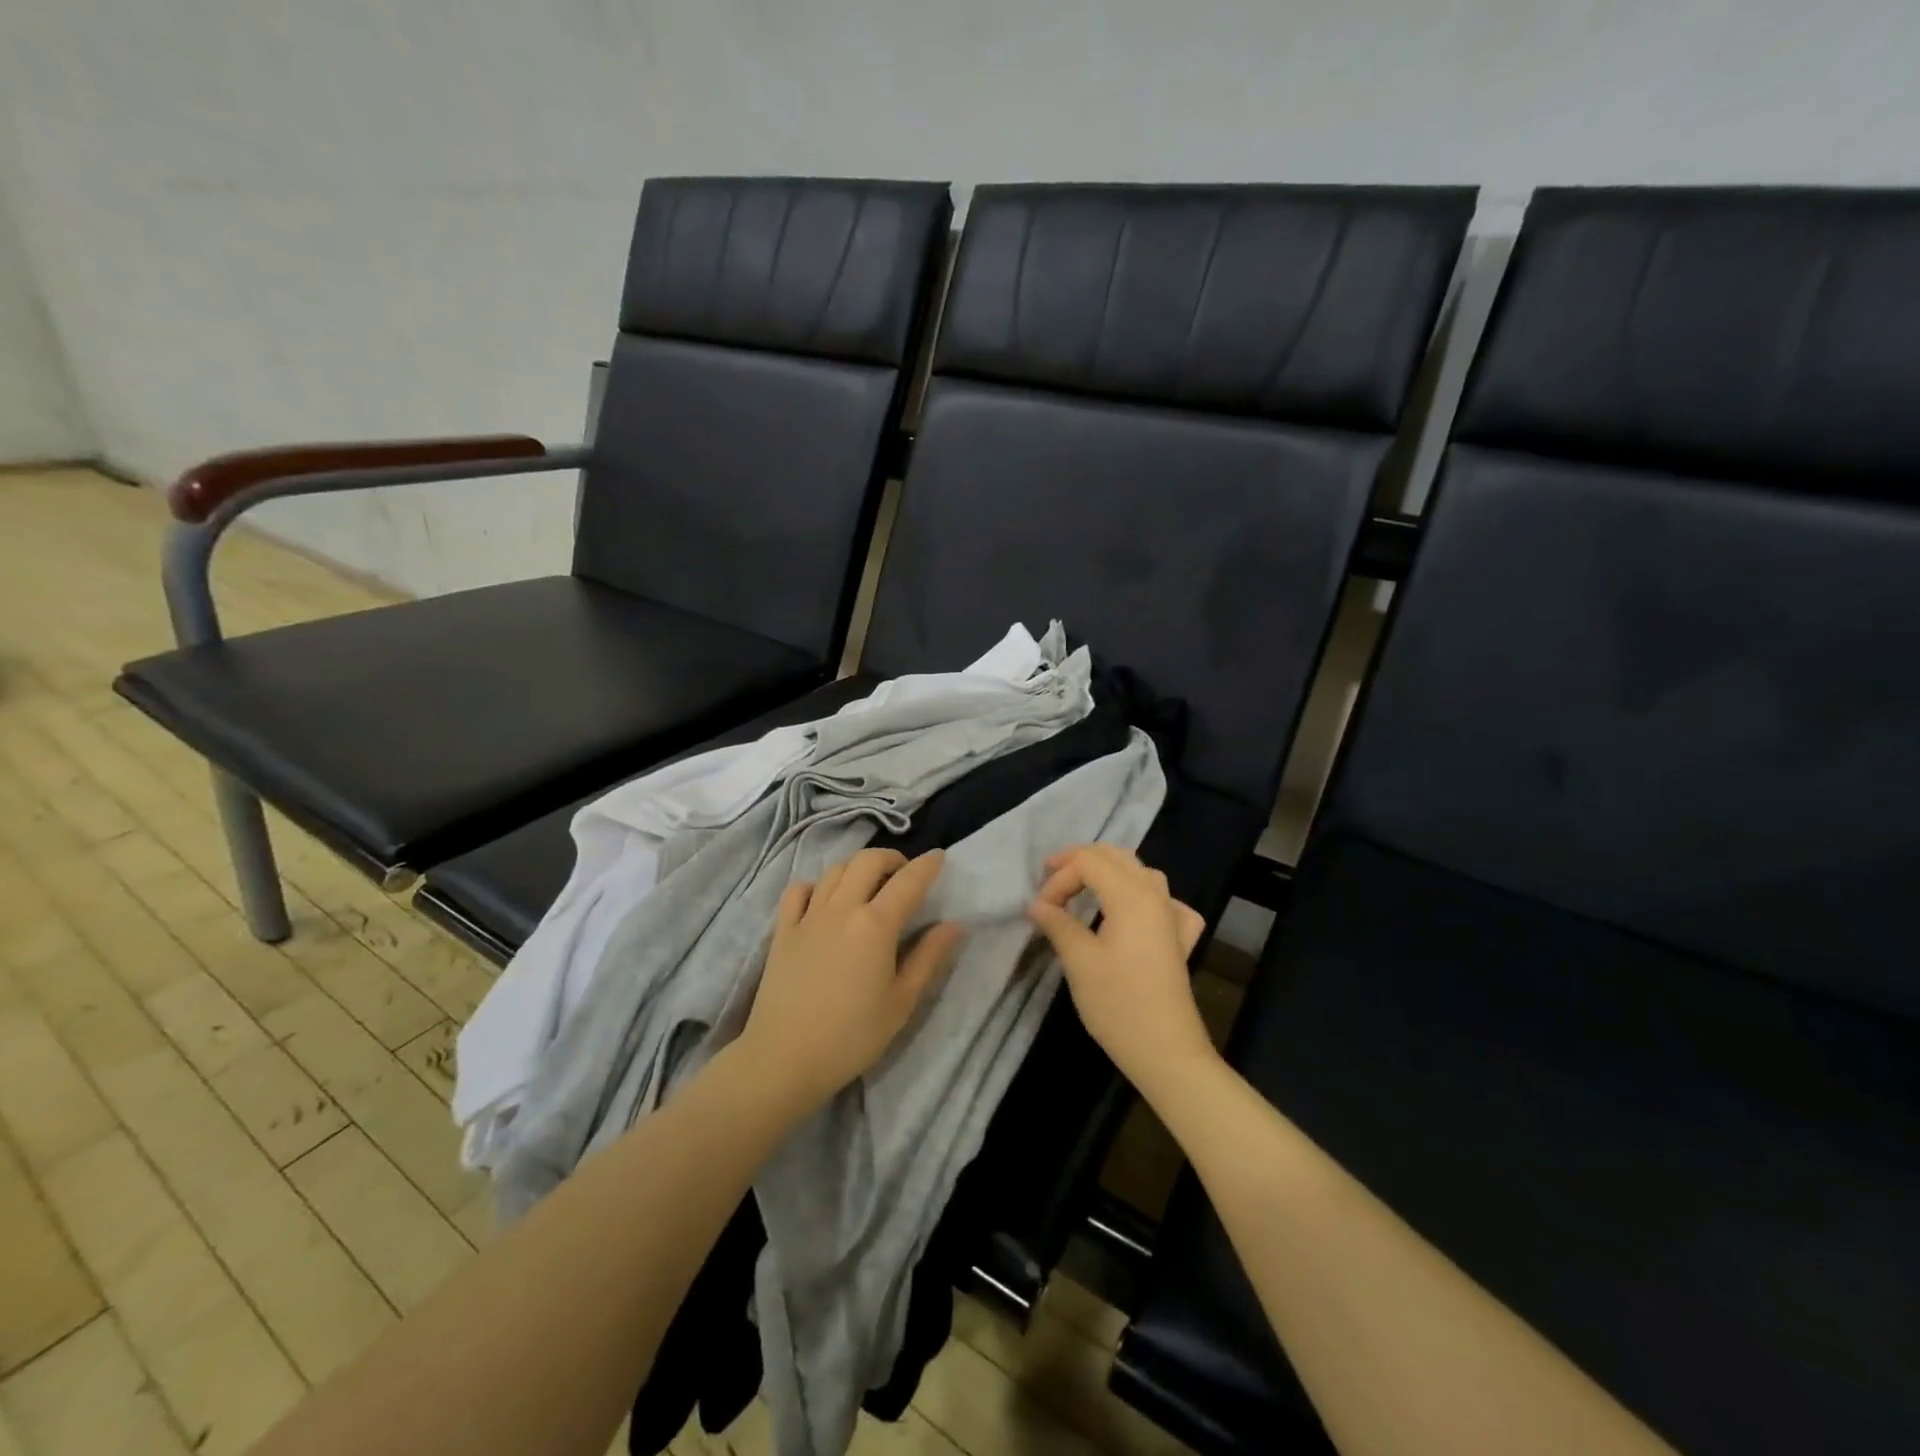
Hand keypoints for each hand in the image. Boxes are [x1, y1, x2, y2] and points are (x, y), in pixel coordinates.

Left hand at [741, 848, 964, 1110]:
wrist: (784, 1059)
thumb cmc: (852, 1036)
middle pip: (867, 861)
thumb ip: (929, 958)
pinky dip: (816, 885)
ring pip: (834, 870)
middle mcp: (842, 909)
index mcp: (875, 925)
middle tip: (904, 874)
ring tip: (868, 885)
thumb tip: (954, 925)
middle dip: (891, 858)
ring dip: (857, 868)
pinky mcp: (783, 930)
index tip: (939, 857)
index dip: (927, 865)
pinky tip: (824, 901)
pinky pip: (798, 890)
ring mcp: (808, 916)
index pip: (908, 881)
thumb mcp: (901, 1002)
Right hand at [1027, 844, 1214, 1096]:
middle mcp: (1155, 895)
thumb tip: (1036, 904)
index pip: (1088, 862)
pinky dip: (1141, 896)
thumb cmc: (1118, 1004)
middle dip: (1079, 862)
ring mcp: (1172, 916)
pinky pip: (1162, 901)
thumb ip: (1057, 923)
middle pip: (1115, 857)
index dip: (1059, 877)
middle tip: (1050, 879)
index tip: (1040, 908)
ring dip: (1108, 872)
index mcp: (1131, 895)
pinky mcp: (1179, 939)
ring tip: (1082, 888)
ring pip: (1139, 873)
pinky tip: (1134, 913)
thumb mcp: (1078, 961)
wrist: (1166, 1051)